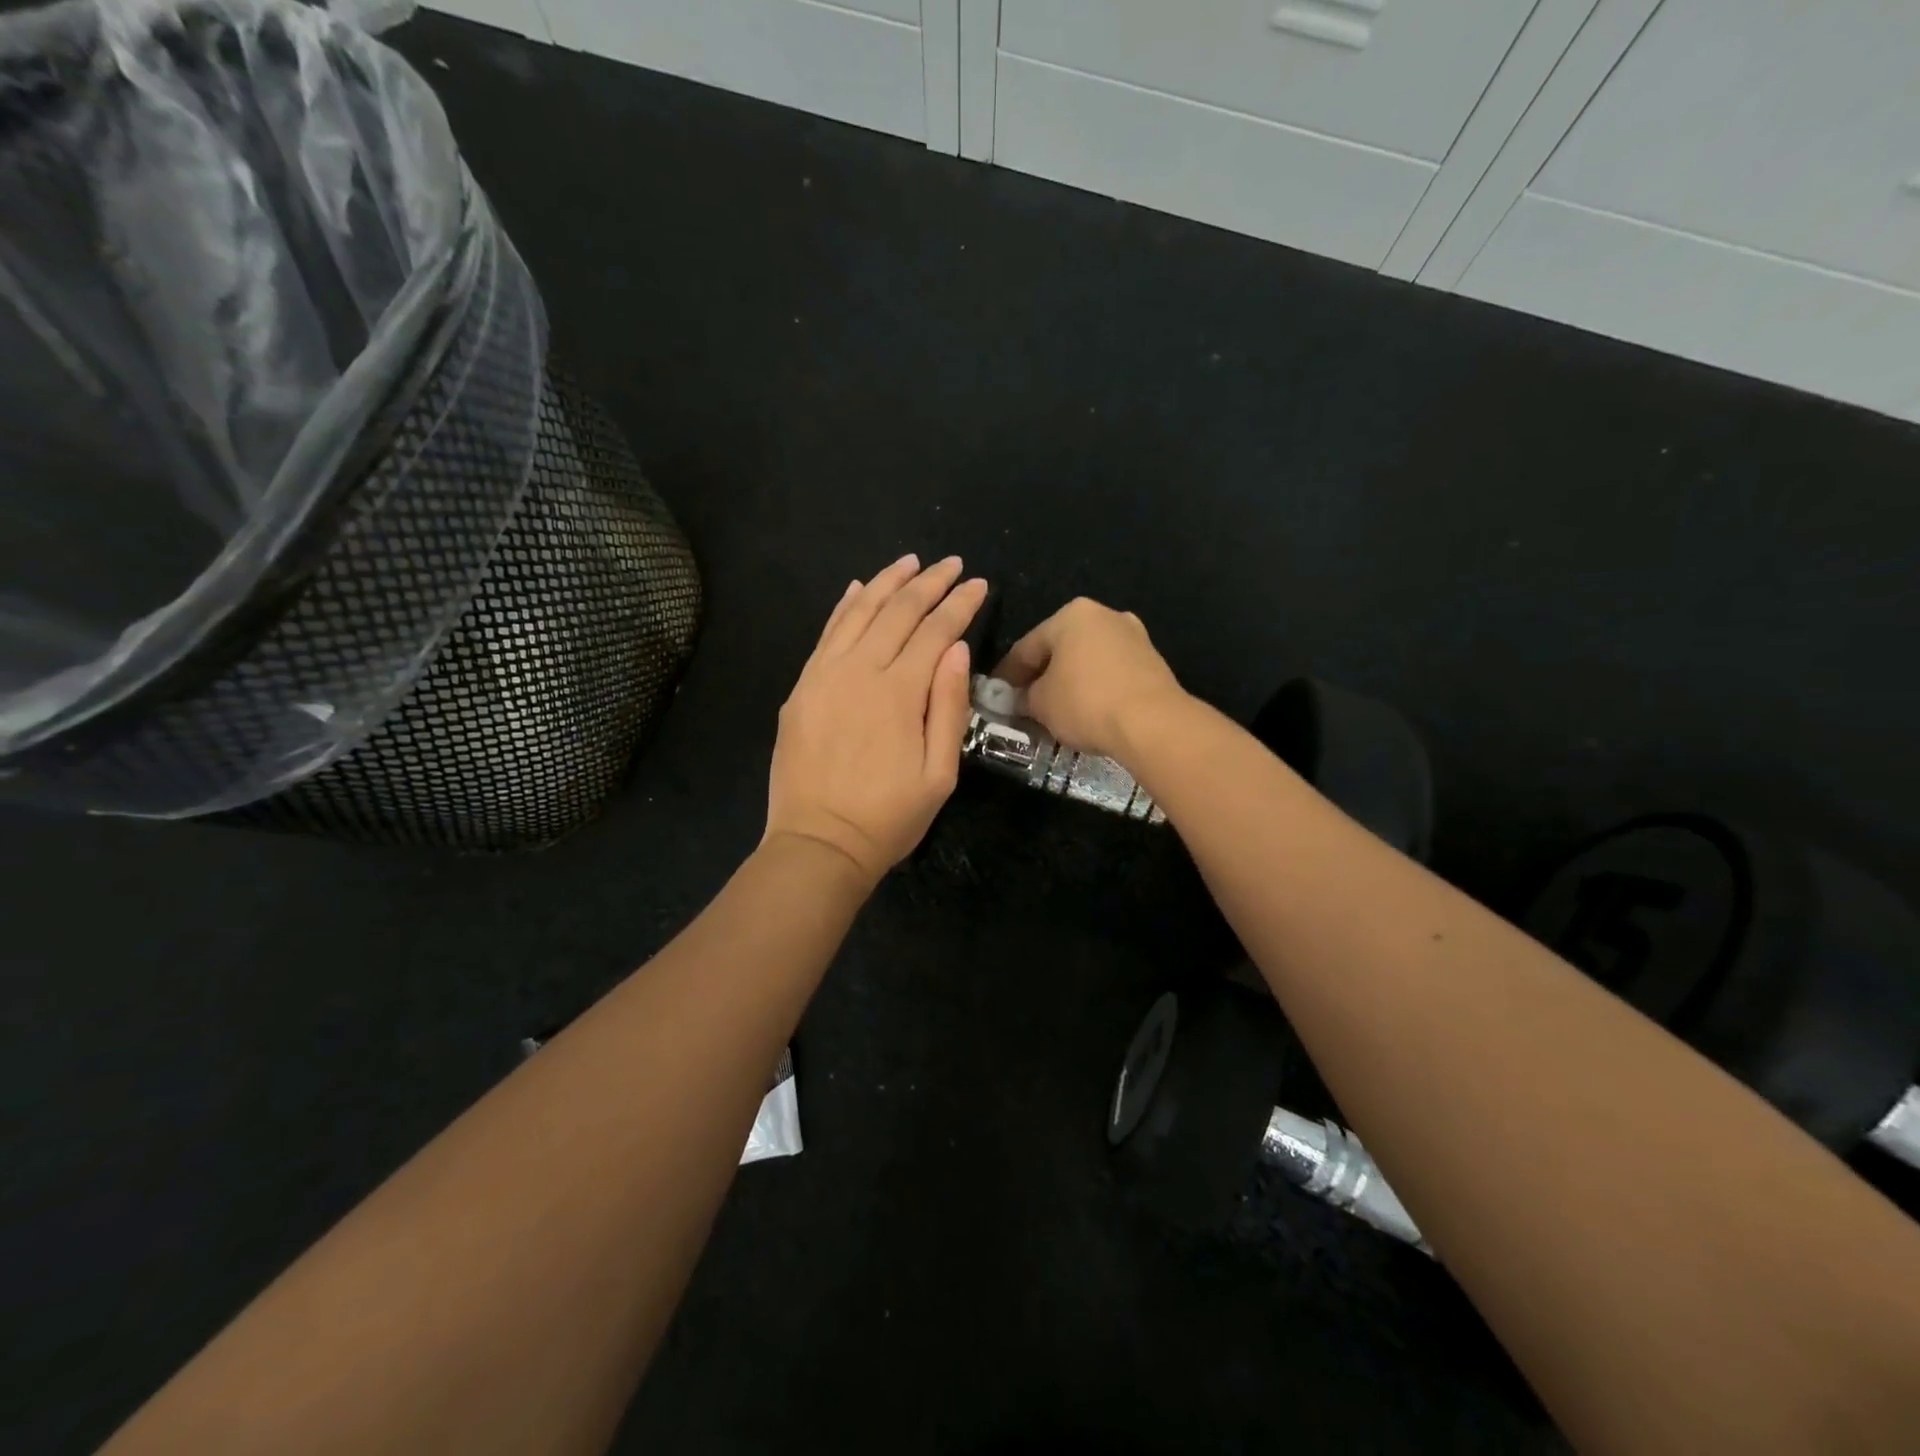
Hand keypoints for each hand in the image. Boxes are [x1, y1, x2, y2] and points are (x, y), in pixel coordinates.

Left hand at [766, 554, 987, 885]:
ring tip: (910, 562)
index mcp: (900, 692)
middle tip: (952, 564)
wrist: (818, 844)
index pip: (936, 631)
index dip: (960, 604)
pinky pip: (826, 634)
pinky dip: (844, 606)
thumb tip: (958, 649)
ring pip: (858, 613)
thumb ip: (949, 706)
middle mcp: (859, 671)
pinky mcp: (802, 688)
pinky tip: (859, 588)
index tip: (979, 584)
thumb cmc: (888, 817)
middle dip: (929, 582)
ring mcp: (824, 676)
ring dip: (887, 583)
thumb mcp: (940, 774)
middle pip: (898, 612)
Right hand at [995, 597, 1187, 759]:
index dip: (1007, 675)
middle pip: (1059, 649)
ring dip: (1068, 683)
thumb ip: (1022, 697)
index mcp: (1071, 615)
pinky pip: (1110, 673)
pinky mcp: (1152, 661)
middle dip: (1040, 677)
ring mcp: (1133, 636)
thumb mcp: (1041, 704)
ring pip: (1086, 660)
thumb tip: (1016, 700)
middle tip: (1024, 705)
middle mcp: (1104, 615)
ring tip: (1055, 712)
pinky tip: (1086, 712)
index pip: (1026, 646)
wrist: (1153, 723)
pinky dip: (1094, 688)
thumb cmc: (1086, 703)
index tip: (995, 697)